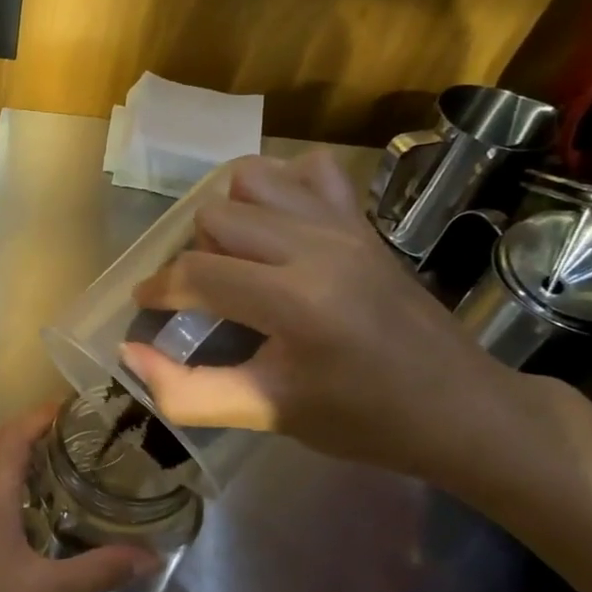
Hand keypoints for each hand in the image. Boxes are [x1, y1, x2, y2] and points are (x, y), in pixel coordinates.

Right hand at [122, 150, 526, 482]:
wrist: (461, 408)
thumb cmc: (361, 420)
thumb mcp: (266, 414)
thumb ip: (187, 391)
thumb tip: (129, 353)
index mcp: (295, 302)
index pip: (196, 273)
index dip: (158, 290)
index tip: (147, 309)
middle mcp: (317, 247)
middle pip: (214, 218)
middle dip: (193, 257)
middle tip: (203, 297)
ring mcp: (345, 225)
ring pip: (251, 180)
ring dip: (229, 216)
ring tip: (237, 259)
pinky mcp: (364, 220)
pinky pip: (308, 171)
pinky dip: (281, 188)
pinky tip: (280, 228)